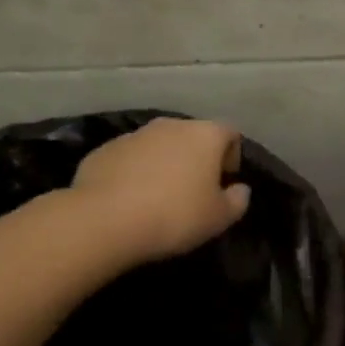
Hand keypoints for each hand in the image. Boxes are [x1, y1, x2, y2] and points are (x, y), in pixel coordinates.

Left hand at [72, 118, 251, 264]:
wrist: (105, 220)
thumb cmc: (175, 215)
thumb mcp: (219, 218)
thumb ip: (237, 200)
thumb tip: (240, 189)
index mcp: (204, 135)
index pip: (230, 133)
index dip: (232, 156)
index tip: (224, 182)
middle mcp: (170, 125)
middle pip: (192, 136)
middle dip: (197, 158)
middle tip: (194, 191)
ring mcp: (134, 135)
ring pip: (159, 145)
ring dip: (164, 163)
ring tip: (159, 197)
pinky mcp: (104, 150)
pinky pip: (130, 158)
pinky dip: (135, 172)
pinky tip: (130, 200)